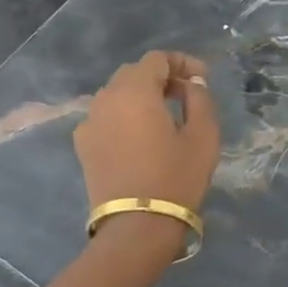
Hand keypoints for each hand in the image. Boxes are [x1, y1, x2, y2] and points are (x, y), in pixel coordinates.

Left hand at [75, 51, 220, 251]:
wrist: (136, 227)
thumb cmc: (175, 177)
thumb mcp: (203, 135)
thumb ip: (200, 99)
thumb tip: (193, 83)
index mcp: (135, 91)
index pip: (156, 59)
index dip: (182, 62)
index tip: (203, 79)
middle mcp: (106, 99)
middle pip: (134, 73)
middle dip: (161, 77)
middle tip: (187, 95)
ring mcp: (89, 122)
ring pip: (117, 94)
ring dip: (142, 96)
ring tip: (166, 115)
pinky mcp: (84, 146)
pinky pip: (106, 116)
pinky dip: (125, 115)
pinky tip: (141, 136)